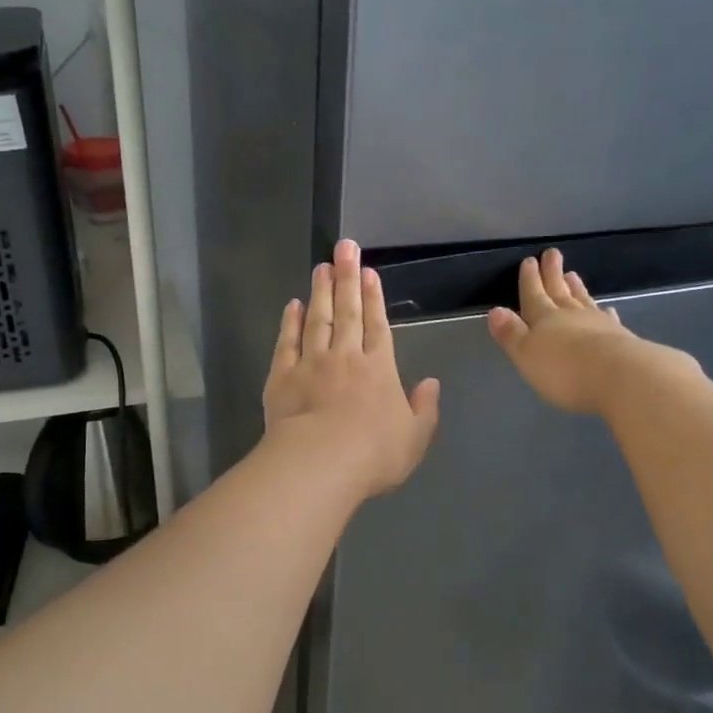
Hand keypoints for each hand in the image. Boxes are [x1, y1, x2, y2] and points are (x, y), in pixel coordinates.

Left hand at [263, 240, 441, 497]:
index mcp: (378, 369)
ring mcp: (310, 364)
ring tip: (321, 267)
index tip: (369, 272)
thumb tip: (431, 383)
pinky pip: (287, 342)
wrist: (319, 463)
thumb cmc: (373, 454)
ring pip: (317, 320)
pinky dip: (290, 322)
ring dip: (320, 292)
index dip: (373, 298)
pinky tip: (293, 305)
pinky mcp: (282, 377)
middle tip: (344, 248)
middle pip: (346, 312)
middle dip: (347, 278)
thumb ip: (424, 408)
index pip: (377, 325)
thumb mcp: (415, 438)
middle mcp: (345, 358)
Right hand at [488, 249, 686, 413]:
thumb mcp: (526, 355)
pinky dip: (604, 312)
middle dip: (552, 273)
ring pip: (582, 300)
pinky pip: (608, 318)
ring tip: (573, 274)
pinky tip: (607, 309)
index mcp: (544, 319)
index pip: (533, 295)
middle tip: (552, 253)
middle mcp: (570, 315)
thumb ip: (511, 334)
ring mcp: (598, 324)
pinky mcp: (620, 337)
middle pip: (558, 291)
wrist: (619, 376)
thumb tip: (495, 311)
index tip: (529, 260)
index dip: (530, 280)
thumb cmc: (563, 370)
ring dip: (576, 288)